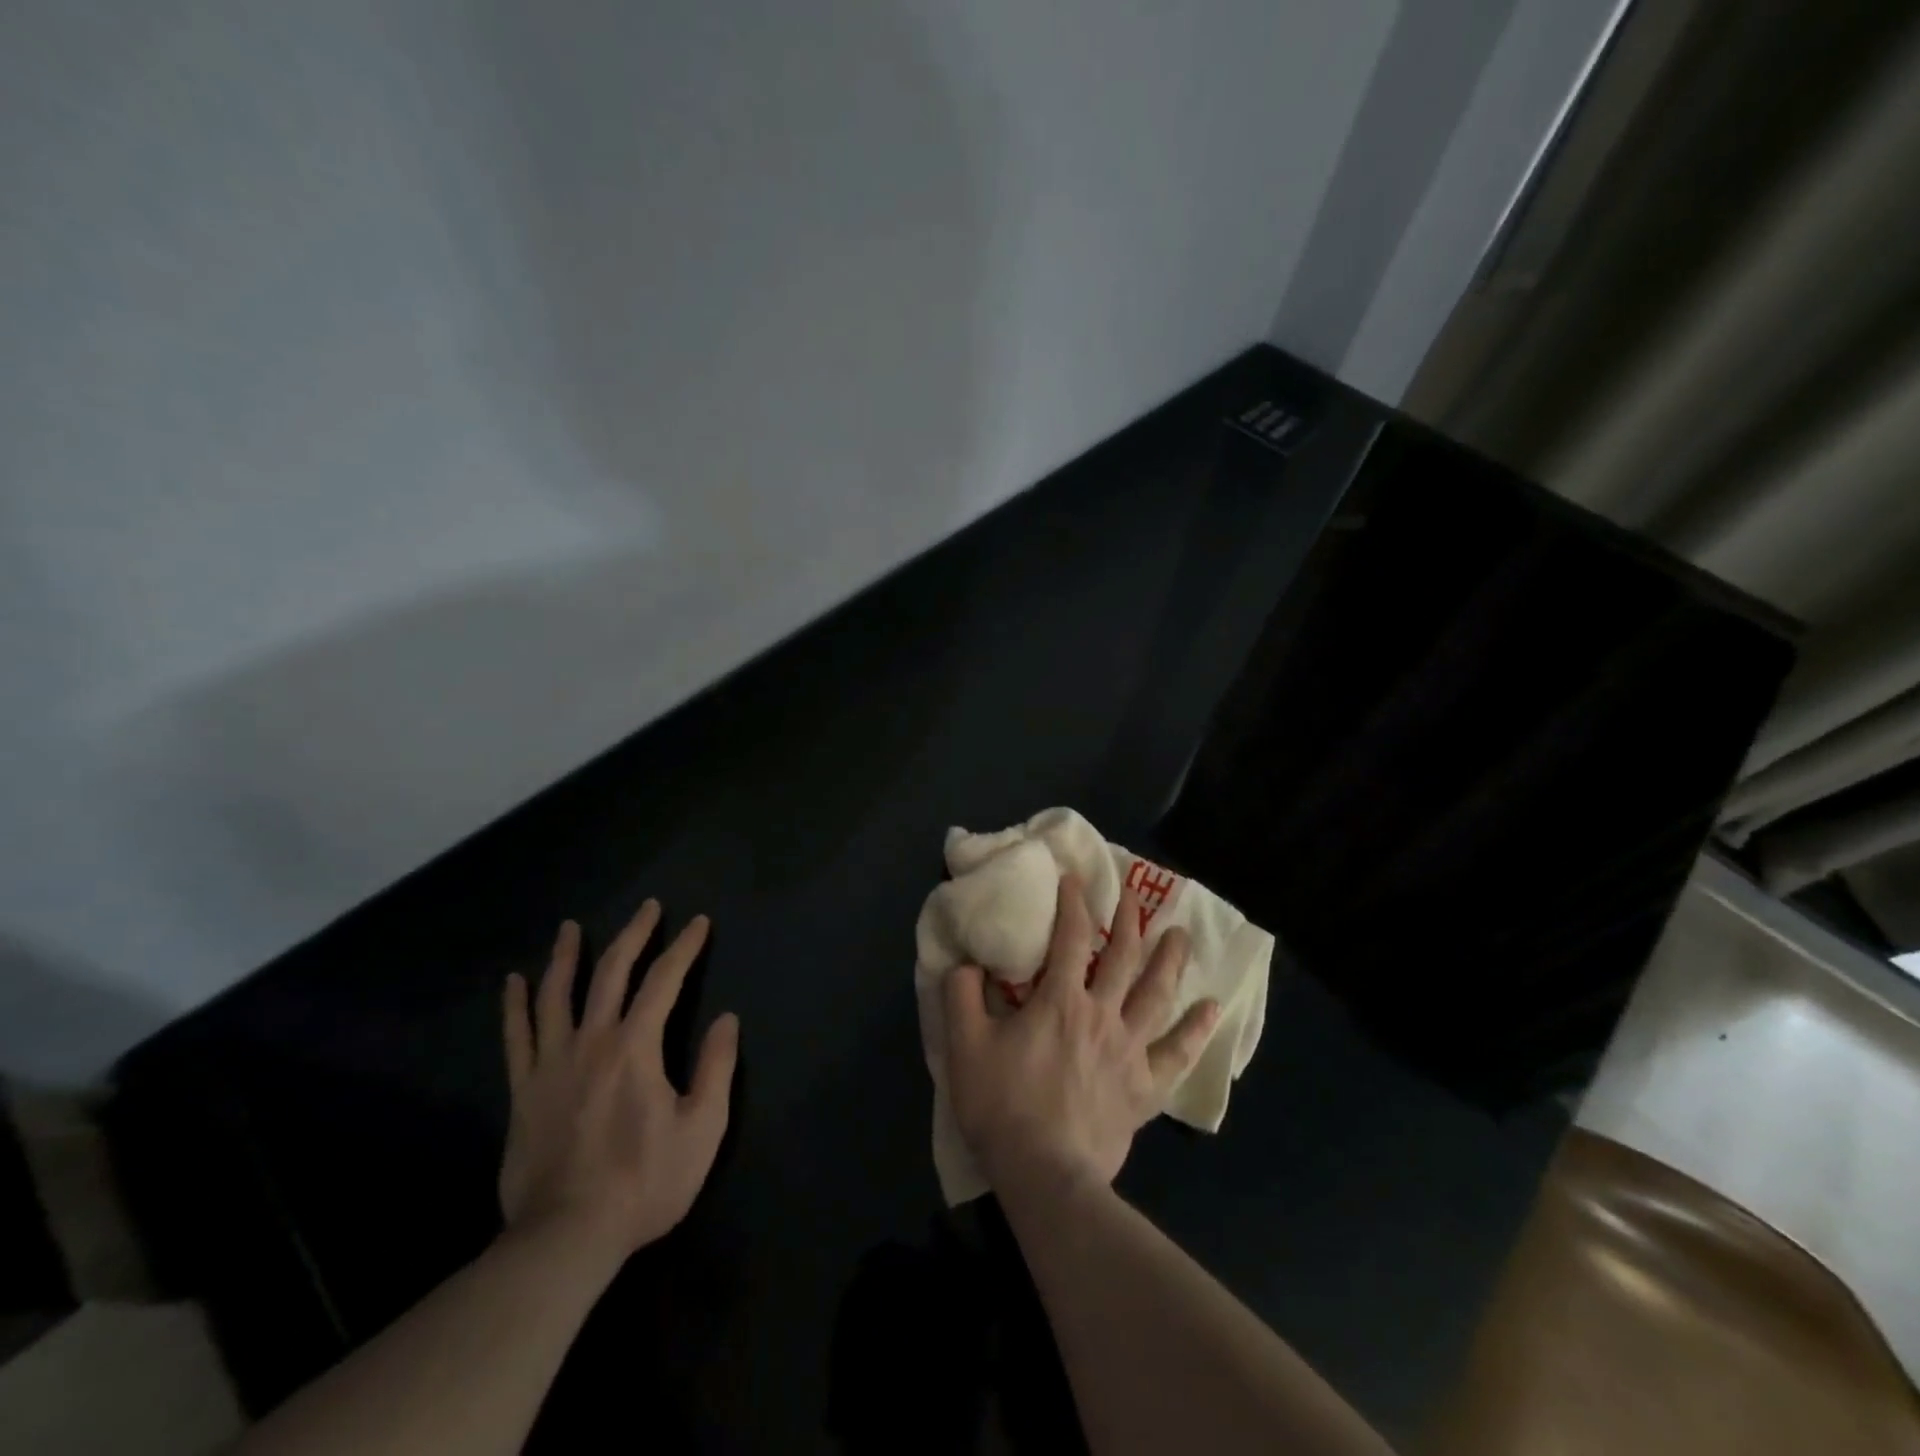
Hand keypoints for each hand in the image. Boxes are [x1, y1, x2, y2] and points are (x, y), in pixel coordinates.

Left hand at [498, 901, 738, 1265]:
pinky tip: (512, 982)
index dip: (684, 947)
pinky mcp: (523, 1090)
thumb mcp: (702, 1128)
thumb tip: (727, 1019)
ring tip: (571, 928)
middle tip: (648, 907)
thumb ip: (717, 1067)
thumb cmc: (644, 1182)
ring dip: (566, 956)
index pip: (664, 980)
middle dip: (634, 934)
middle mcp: (591, 1041)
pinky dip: (514, 1005)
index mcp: (636, 1046)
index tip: (699, 923)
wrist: (566, 1237)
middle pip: (611, 972)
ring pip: (556, 994)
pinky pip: (516, 1037)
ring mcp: (551, 1064)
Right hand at [943, 875, 1218, 1192]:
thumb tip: (967, 963)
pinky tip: (1212, 1010)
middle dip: (1128, 921)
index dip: (1073, 903)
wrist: (1045, 1173)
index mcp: (1060, 1000)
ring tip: (1181, 934)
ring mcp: (1129, 1051)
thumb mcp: (964, 1045)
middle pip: (1123, 958)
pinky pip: (1177, 1054)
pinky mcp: (1144, 1088)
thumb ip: (962, 995)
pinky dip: (1196, 1031)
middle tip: (1134, 896)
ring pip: (1157, 995)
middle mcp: (1102, 1014)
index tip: (1074, 879)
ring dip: (1170, 961)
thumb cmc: (1002, 1105)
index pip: (1071, 938)